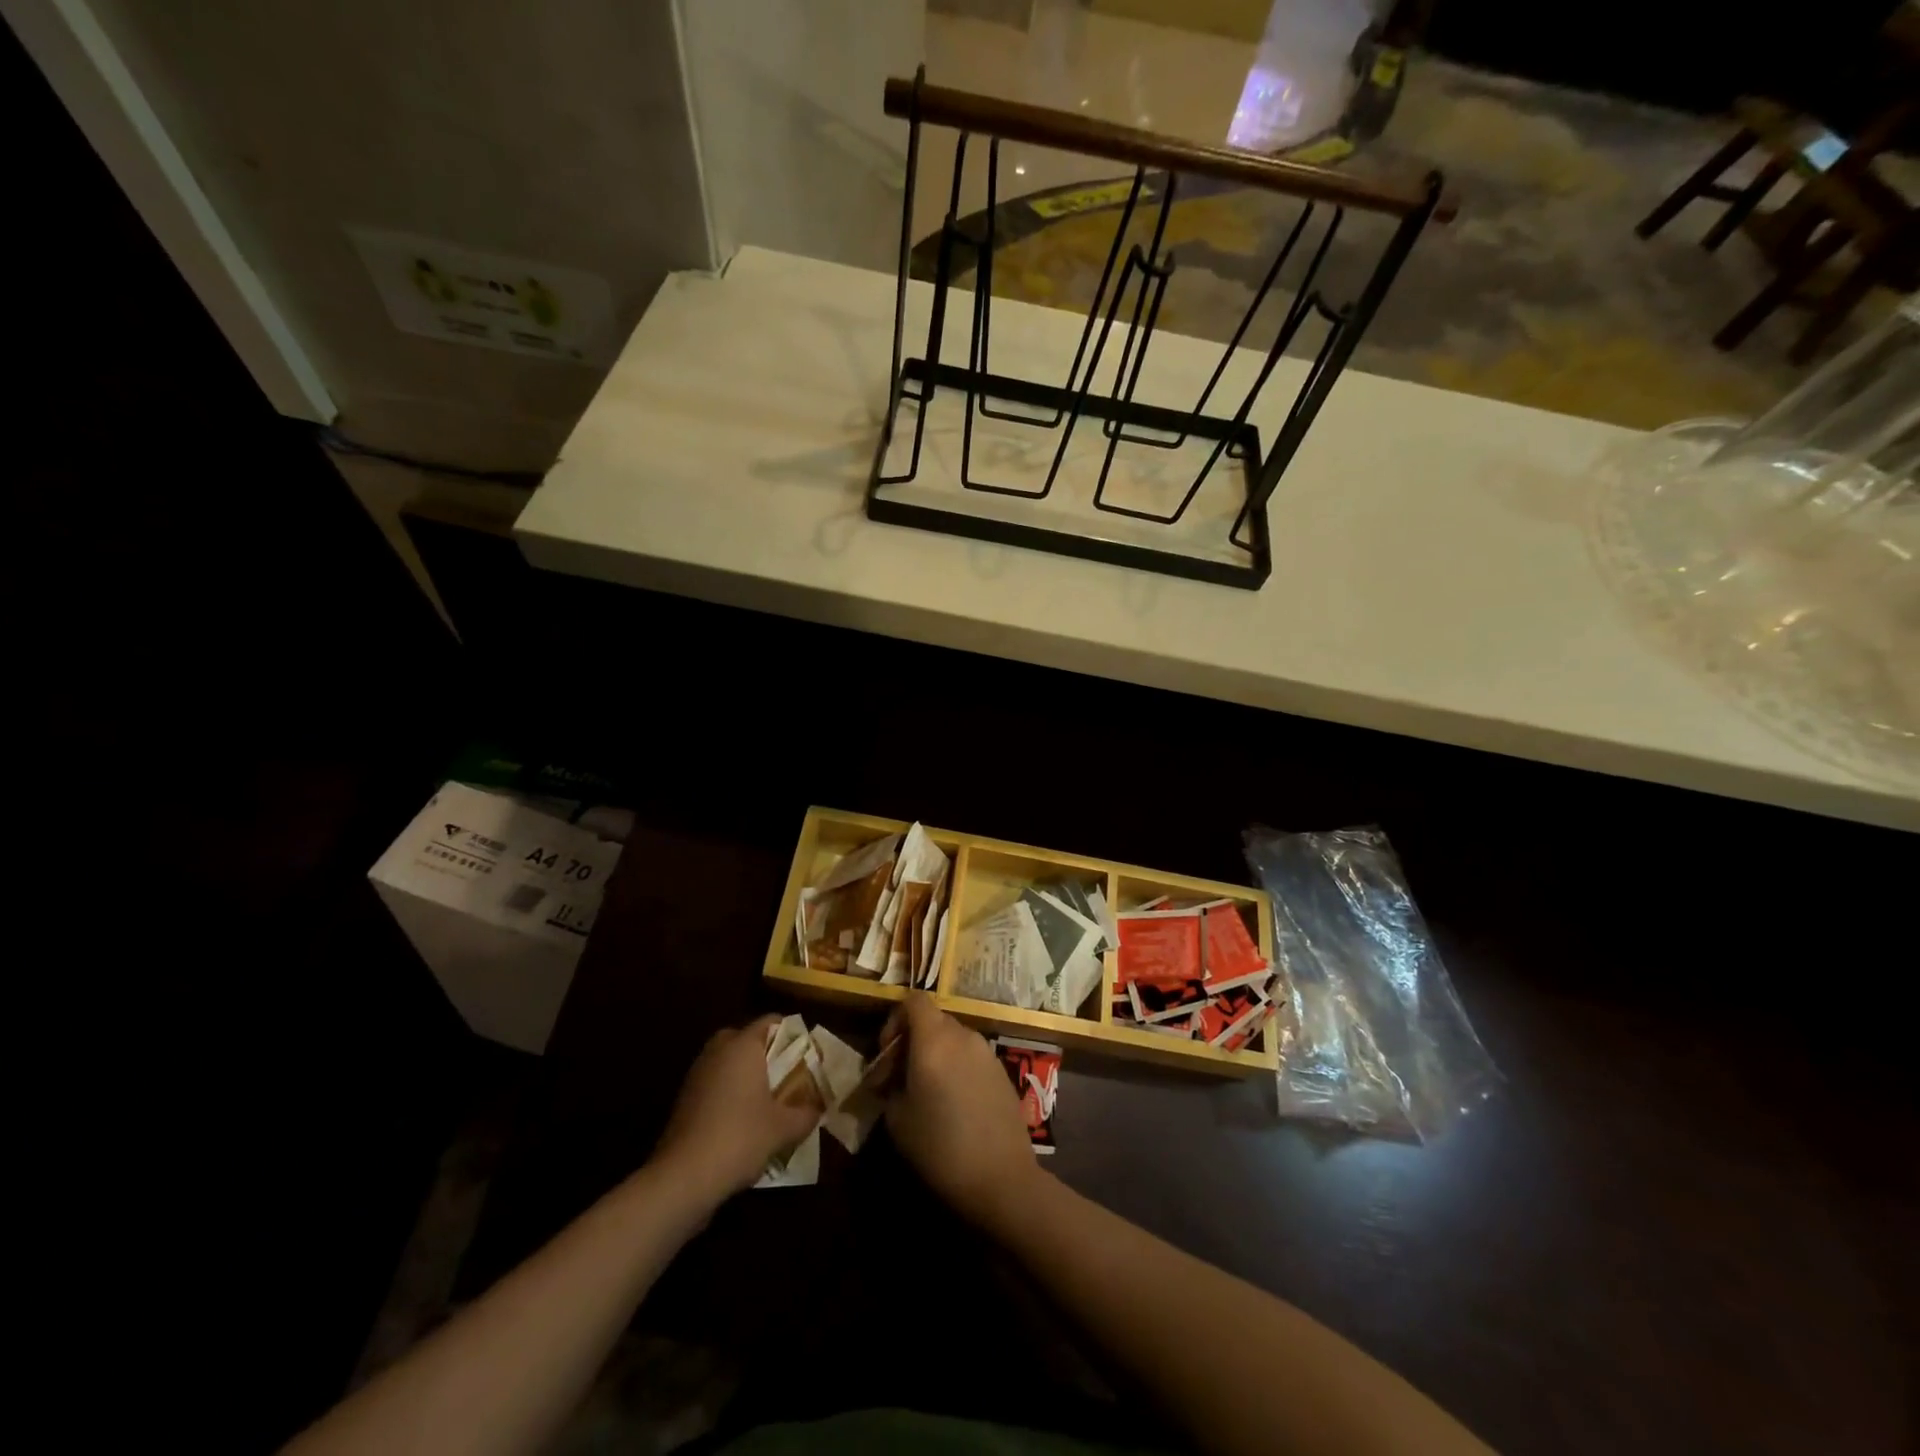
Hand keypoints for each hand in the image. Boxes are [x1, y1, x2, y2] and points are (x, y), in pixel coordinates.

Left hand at [652, 1016, 819, 1203]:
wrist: (683, 1177)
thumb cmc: (740, 1138)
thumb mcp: (784, 1128)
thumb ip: (806, 1113)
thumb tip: (818, 1108)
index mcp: (743, 1045)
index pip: (771, 1021)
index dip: (791, 1034)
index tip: (805, 1055)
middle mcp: (718, 1050)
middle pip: (747, 1039)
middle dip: (766, 1053)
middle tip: (785, 1075)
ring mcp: (697, 1073)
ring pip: (728, 1061)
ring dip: (745, 1074)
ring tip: (766, 1100)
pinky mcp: (684, 1098)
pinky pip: (714, 1082)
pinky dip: (728, 1092)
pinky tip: (741, 1120)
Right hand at [882, 992, 1041, 1228]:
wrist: (1001, 1178)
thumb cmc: (940, 1147)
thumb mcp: (897, 1119)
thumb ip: (890, 1086)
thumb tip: (891, 1079)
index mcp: (934, 1040)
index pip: (914, 1000)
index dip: (895, 1020)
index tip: (887, 1053)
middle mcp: (963, 1036)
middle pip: (933, 1020)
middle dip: (912, 1041)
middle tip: (899, 1079)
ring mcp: (987, 1052)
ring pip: (953, 1038)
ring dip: (935, 1054)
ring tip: (925, 1093)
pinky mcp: (1002, 1071)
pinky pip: (971, 1057)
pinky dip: (956, 1067)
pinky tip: (953, 1104)